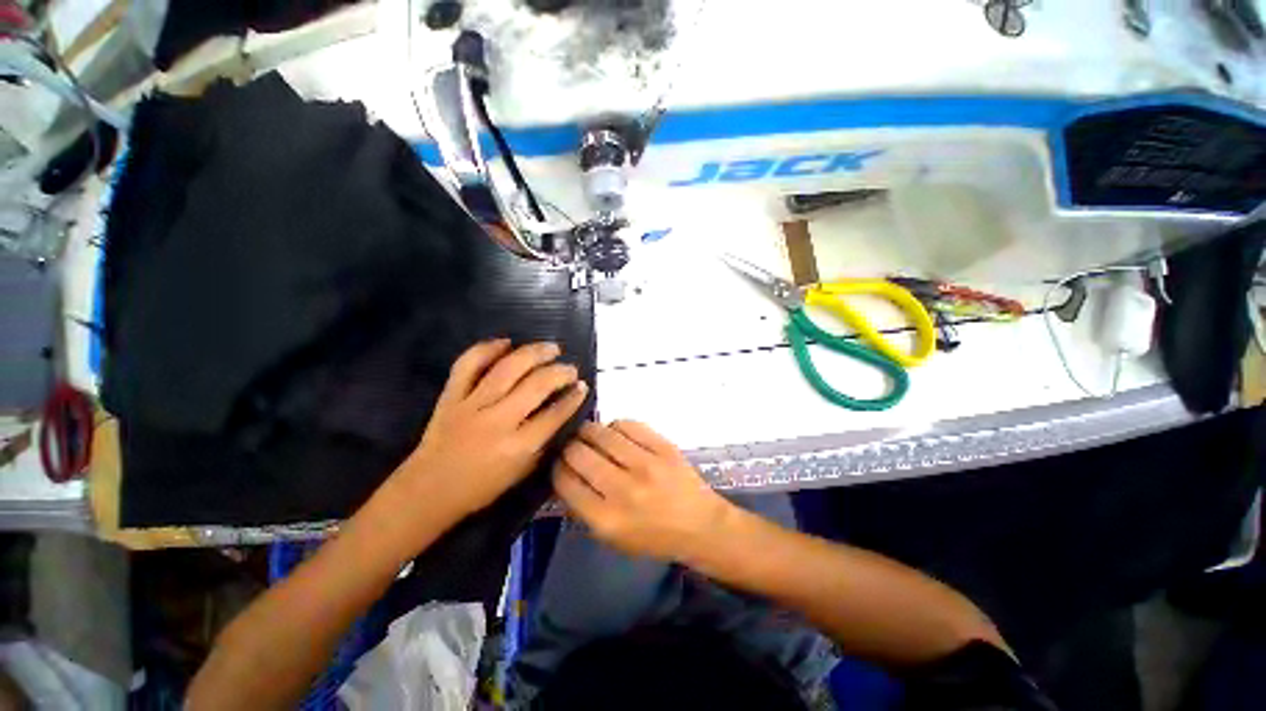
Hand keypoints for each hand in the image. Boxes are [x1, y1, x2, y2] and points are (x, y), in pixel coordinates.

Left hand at [398, 339, 587, 516]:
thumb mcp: (522, 471)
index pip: (555, 414)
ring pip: (507, 368)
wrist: (428, 490)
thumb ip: (544, 440)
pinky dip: (487, 348)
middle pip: (536, 385)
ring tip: (551, 347)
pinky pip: (468, 364)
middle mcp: (497, 421)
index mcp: (518, 446)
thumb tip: (562, 410)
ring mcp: (471, 405)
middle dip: (560, 372)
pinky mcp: (450, 396)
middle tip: (571, 368)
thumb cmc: (481, 487)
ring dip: (534, 353)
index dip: (573, 397)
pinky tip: (507, 342)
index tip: (582, 386)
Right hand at [552, 421, 731, 561]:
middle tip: (572, 445)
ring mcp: (645, 464)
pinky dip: (615, 426)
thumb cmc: (653, 536)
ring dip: (588, 431)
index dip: (556, 467)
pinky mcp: (663, 446)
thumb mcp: (612, 537)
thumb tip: (564, 473)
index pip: (565, 482)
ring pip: (601, 433)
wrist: (700, 525)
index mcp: (606, 519)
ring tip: (589, 434)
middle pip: (579, 453)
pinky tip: (616, 434)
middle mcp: (623, 489)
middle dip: (569, 446)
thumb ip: (584, 508)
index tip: (558, 462)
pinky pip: (628, 424)